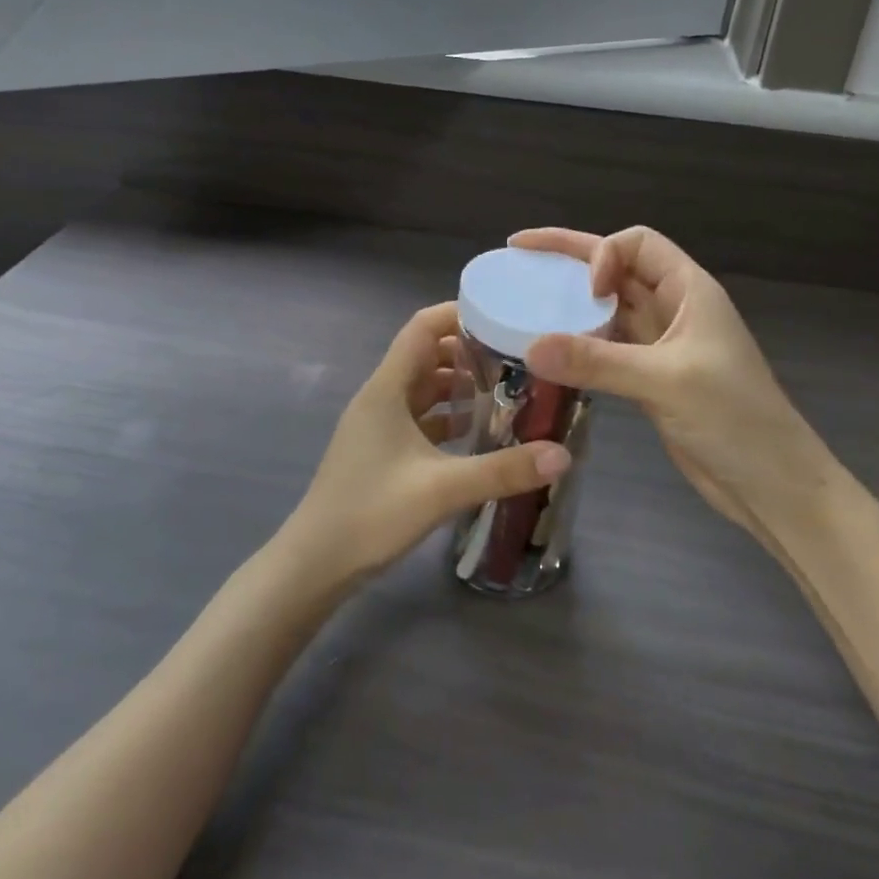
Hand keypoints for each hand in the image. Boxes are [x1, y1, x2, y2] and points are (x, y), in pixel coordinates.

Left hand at [281, 302, 571, 586]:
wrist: (315, 564)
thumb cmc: (371, 514)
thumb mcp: (443, 490)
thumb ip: (504, 470)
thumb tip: (563, 454)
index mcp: (387, 388)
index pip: (423, 328)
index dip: (459, 314)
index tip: (503, 316)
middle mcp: (382, 396)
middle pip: (427, 354)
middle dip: (469, 351)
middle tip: (516, 357)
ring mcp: (379, 424)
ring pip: (424, 387)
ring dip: (460, 384)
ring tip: (506, 389)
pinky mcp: (382, 449)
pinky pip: (420, 416)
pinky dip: (448, 415)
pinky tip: (478, 431)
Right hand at [512, 227, 826, 529]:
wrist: (772, 484)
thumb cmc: (734, 419)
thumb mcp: (665, 382)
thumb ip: (597, 361)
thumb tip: (530, 347)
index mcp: (689, 290)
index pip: (638, 243)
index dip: (604, 254)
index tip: (585, 291)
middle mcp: (674, 308)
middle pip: (618, 267)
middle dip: (570, 258)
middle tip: (518, 253)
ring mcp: (662, 344)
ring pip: (609, 307)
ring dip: (571, 303)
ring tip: (524, 300)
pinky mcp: (650, 378)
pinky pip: (607, 346)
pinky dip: (579, 343)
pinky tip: (549, 352)